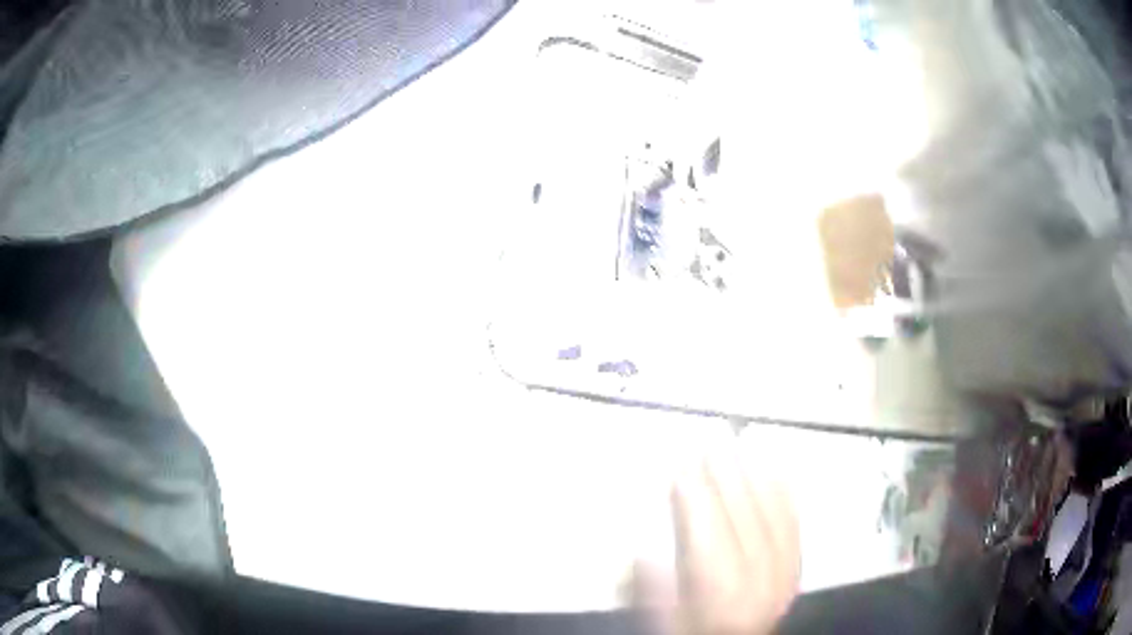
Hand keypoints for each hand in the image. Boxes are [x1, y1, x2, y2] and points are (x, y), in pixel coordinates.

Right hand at [635, 448, 800, 634]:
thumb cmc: (696, 630)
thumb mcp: (665, 618)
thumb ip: (652, 586)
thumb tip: (642, 547)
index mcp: (718, 589)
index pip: (706, 530)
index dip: (694, 493)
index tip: (682, 462)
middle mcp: (755, 576)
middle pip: (742, 515)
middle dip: (725, 475)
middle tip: (710, 442)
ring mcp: (782, 570)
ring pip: (772, 513)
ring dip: (756, 476)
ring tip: (741, 445)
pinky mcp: (796, 567)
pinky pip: (794, 524)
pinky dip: (786, 494)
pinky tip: (778, 471)